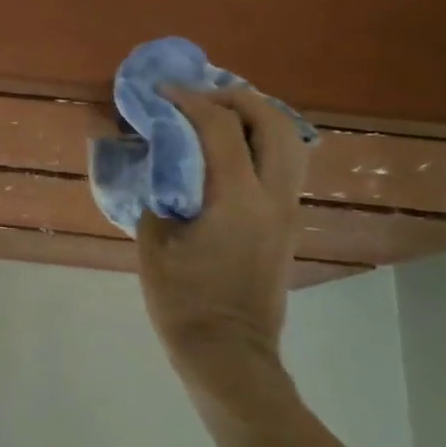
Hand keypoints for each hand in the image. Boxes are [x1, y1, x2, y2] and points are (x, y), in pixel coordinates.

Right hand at [137, 86, 307, 399]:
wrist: (228, 354)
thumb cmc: (183, 301)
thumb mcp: (154, 242)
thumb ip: (157, 192)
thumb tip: (156, 161)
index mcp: (235, 200)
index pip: (220, 128)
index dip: (189, 101)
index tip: (161, 92)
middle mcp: (272, 197)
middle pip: (272, 122)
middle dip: (236, 98)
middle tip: (200, 96)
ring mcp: (287, 210)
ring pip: (290, 141)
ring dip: (257, 116)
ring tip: (221, 114)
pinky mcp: (288, 224)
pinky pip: (285, 164)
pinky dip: (263, 141)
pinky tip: (233, 148)